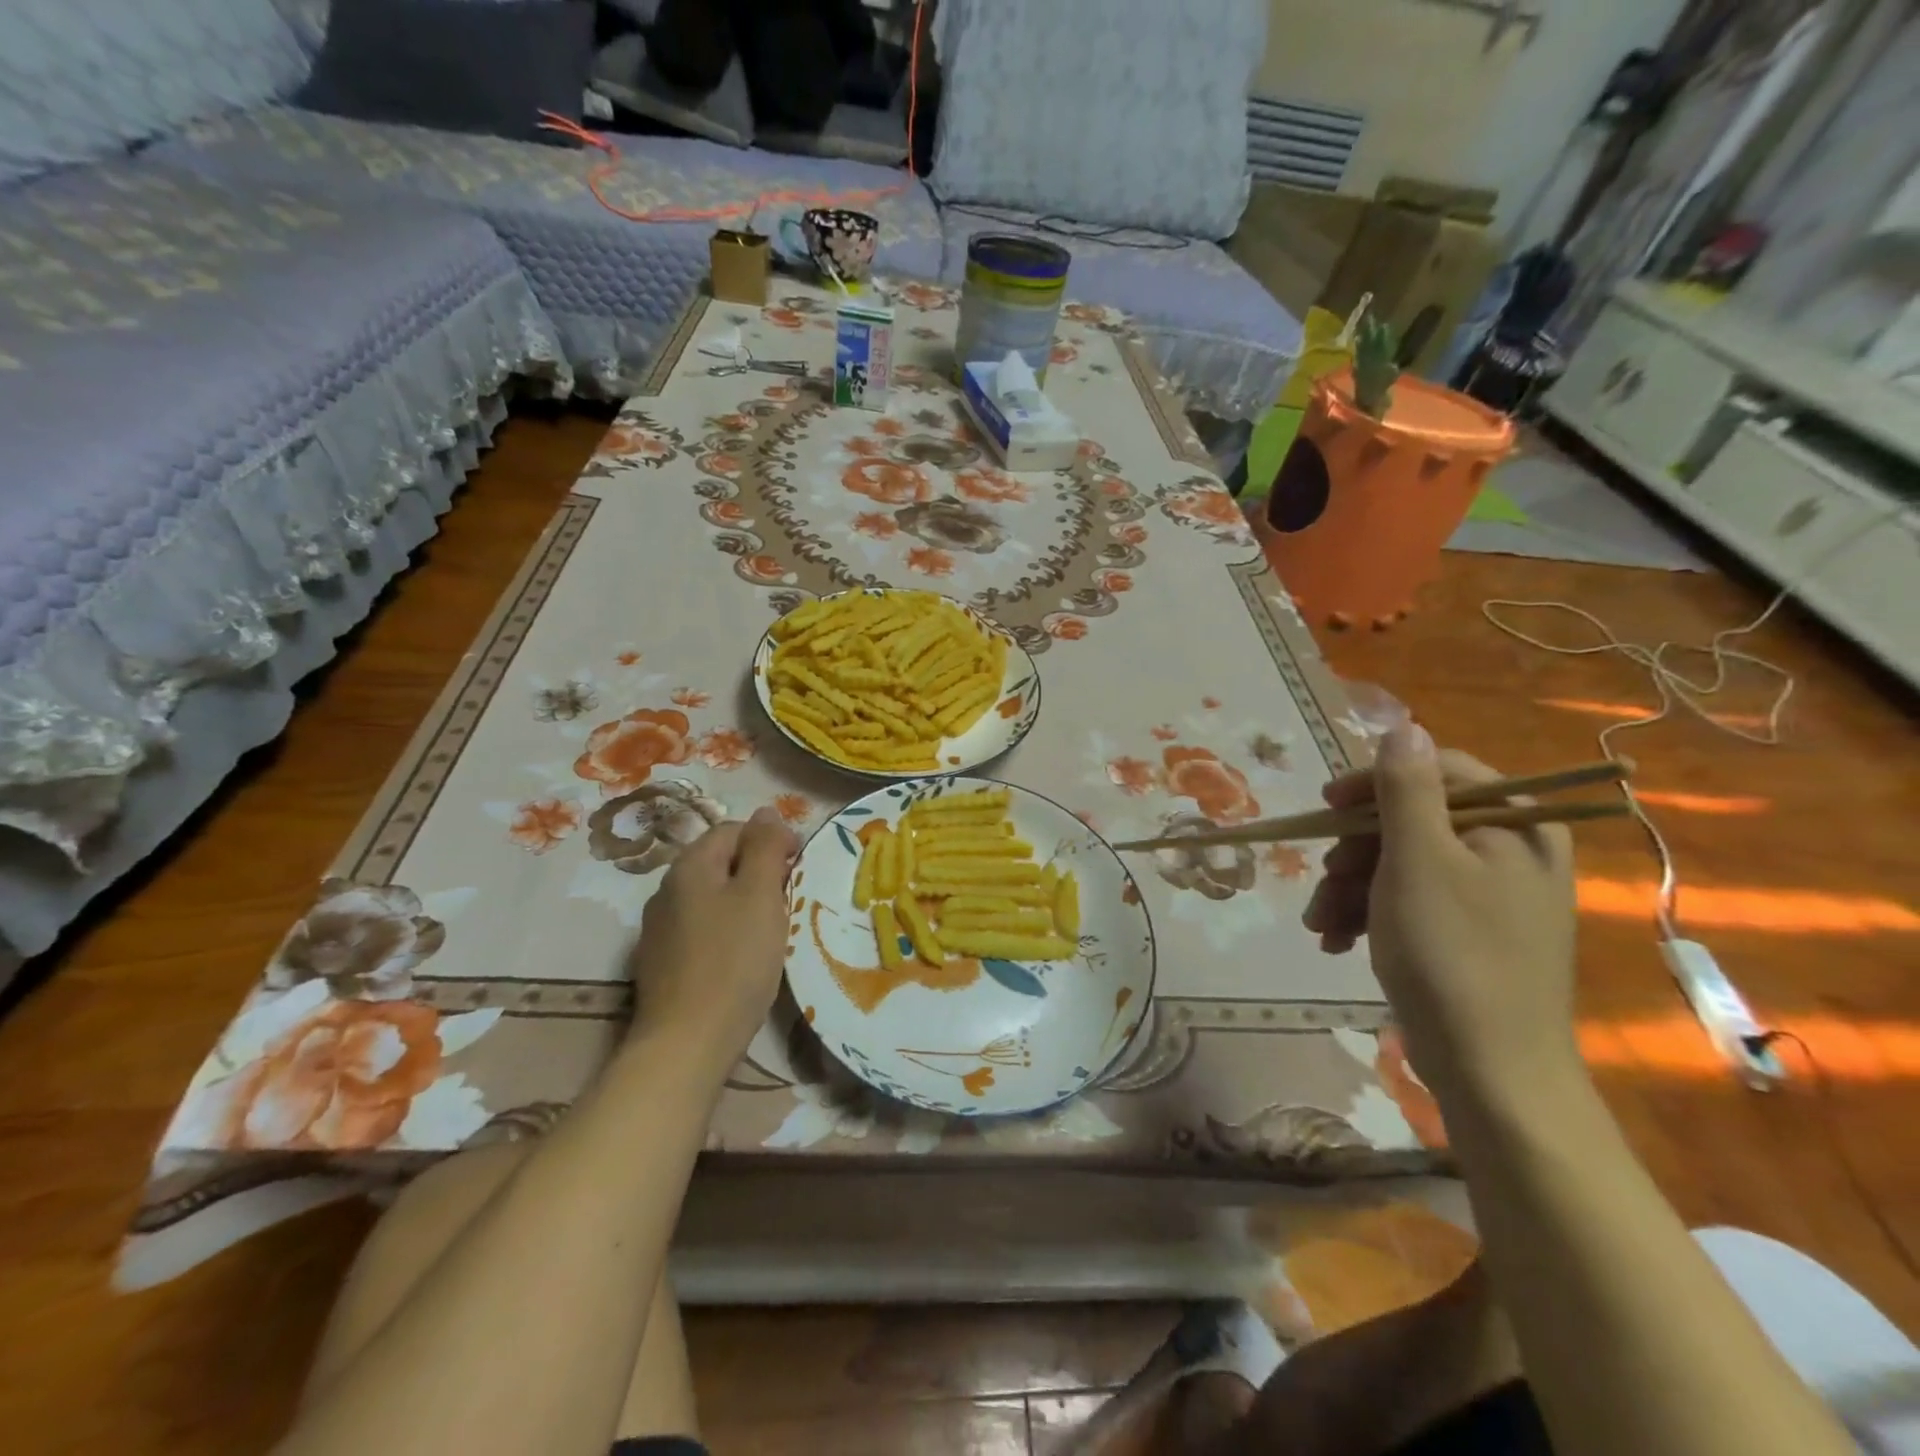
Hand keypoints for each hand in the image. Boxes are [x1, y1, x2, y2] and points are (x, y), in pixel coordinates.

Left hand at [629, 807, 798, 1058]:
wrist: (687, 1042)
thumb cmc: (734, 960)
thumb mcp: (760, 894)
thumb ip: (764, 846)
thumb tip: (767, 810)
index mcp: (690, 866)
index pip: (734, 829)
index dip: (770, 840)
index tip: (798, 867)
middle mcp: (667, 889)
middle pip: (721, 862)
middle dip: (758, 872)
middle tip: (789, 900)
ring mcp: (659, 928)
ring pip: (712, 897)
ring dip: (743, 902)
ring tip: (771, 929)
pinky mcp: (661, 962)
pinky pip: (701, 928)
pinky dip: (726, 931)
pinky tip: (742, 957)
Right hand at [1304, 724, 1579, 1106]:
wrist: (1491, 1071)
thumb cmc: (1452, 954)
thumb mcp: (1417, 861)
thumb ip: (1408, 790)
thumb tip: (1405, 726)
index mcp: (1515, 827)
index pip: (1438, 772)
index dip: (1375, 783)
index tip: (1327, 805)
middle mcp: (1510, 852)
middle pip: (1412, 821)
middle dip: (1355, 852)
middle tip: (1322, 880)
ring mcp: (1491, 896)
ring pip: (1401, 863)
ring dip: (1351, 888)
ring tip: (1319, 923)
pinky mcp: (1470, 932)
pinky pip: (1410, 901)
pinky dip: (1368, 914)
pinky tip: (1337, 940)